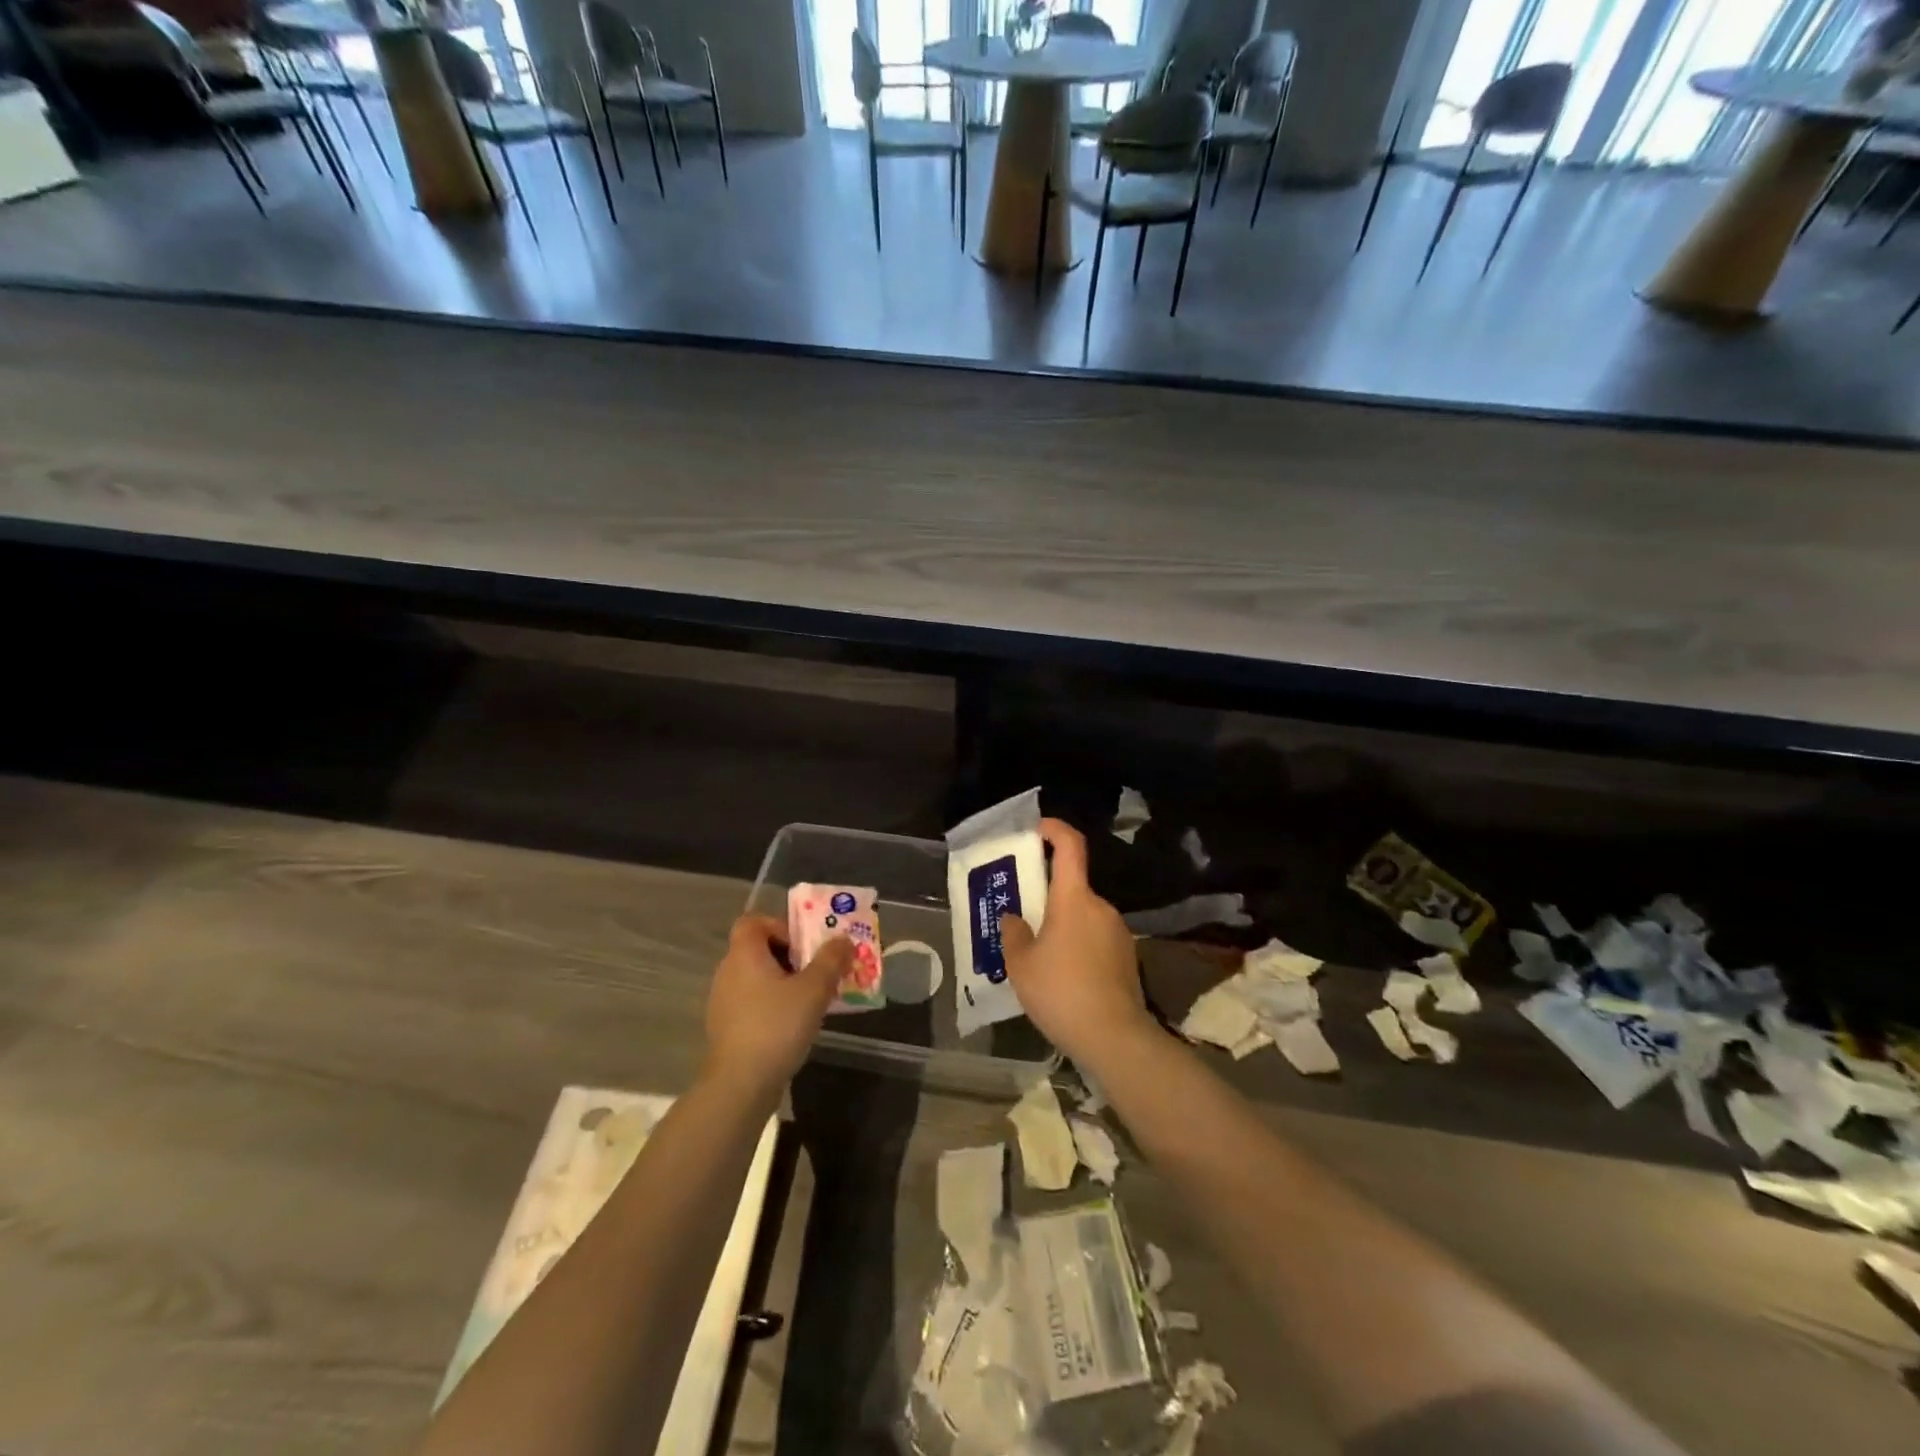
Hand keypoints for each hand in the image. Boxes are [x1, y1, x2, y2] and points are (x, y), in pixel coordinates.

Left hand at [703, 914, 852, 1098]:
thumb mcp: (813, 990)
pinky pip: (753, 1002)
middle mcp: (728, 972)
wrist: (739, 1086)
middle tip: (817, 972)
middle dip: (791, 956)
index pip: (752, 921)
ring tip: (811, 1000)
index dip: (779, 925)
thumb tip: (843, 939)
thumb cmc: (776, 1027)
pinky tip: (793, 1025)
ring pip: (757, 978)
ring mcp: (724, 1002)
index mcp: (744, 955)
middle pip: (758, 949)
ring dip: (784, 982)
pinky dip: (772, 1005)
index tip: (803, 945)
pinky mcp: (727, 1028)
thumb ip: (831, 960)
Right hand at [999, 818, 1151, 1069]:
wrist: (1115, 1038)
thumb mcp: (1021, 965)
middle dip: (1047, 896)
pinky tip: (1062, 977)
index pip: (1070, 846)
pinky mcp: (1127, 957)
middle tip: (1022, 916)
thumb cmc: (1061, 992)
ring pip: (1083, 916)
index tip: (1037, 828)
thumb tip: (1013, 918)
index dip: (1054, 829)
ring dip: (1062, 926)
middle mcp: (1100, 906)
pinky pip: (1095, 939)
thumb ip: (1013, 934)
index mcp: (1074, 898)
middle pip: (1073, 887)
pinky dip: (1077, 946)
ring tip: (1037, 955)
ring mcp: (1118, 932)